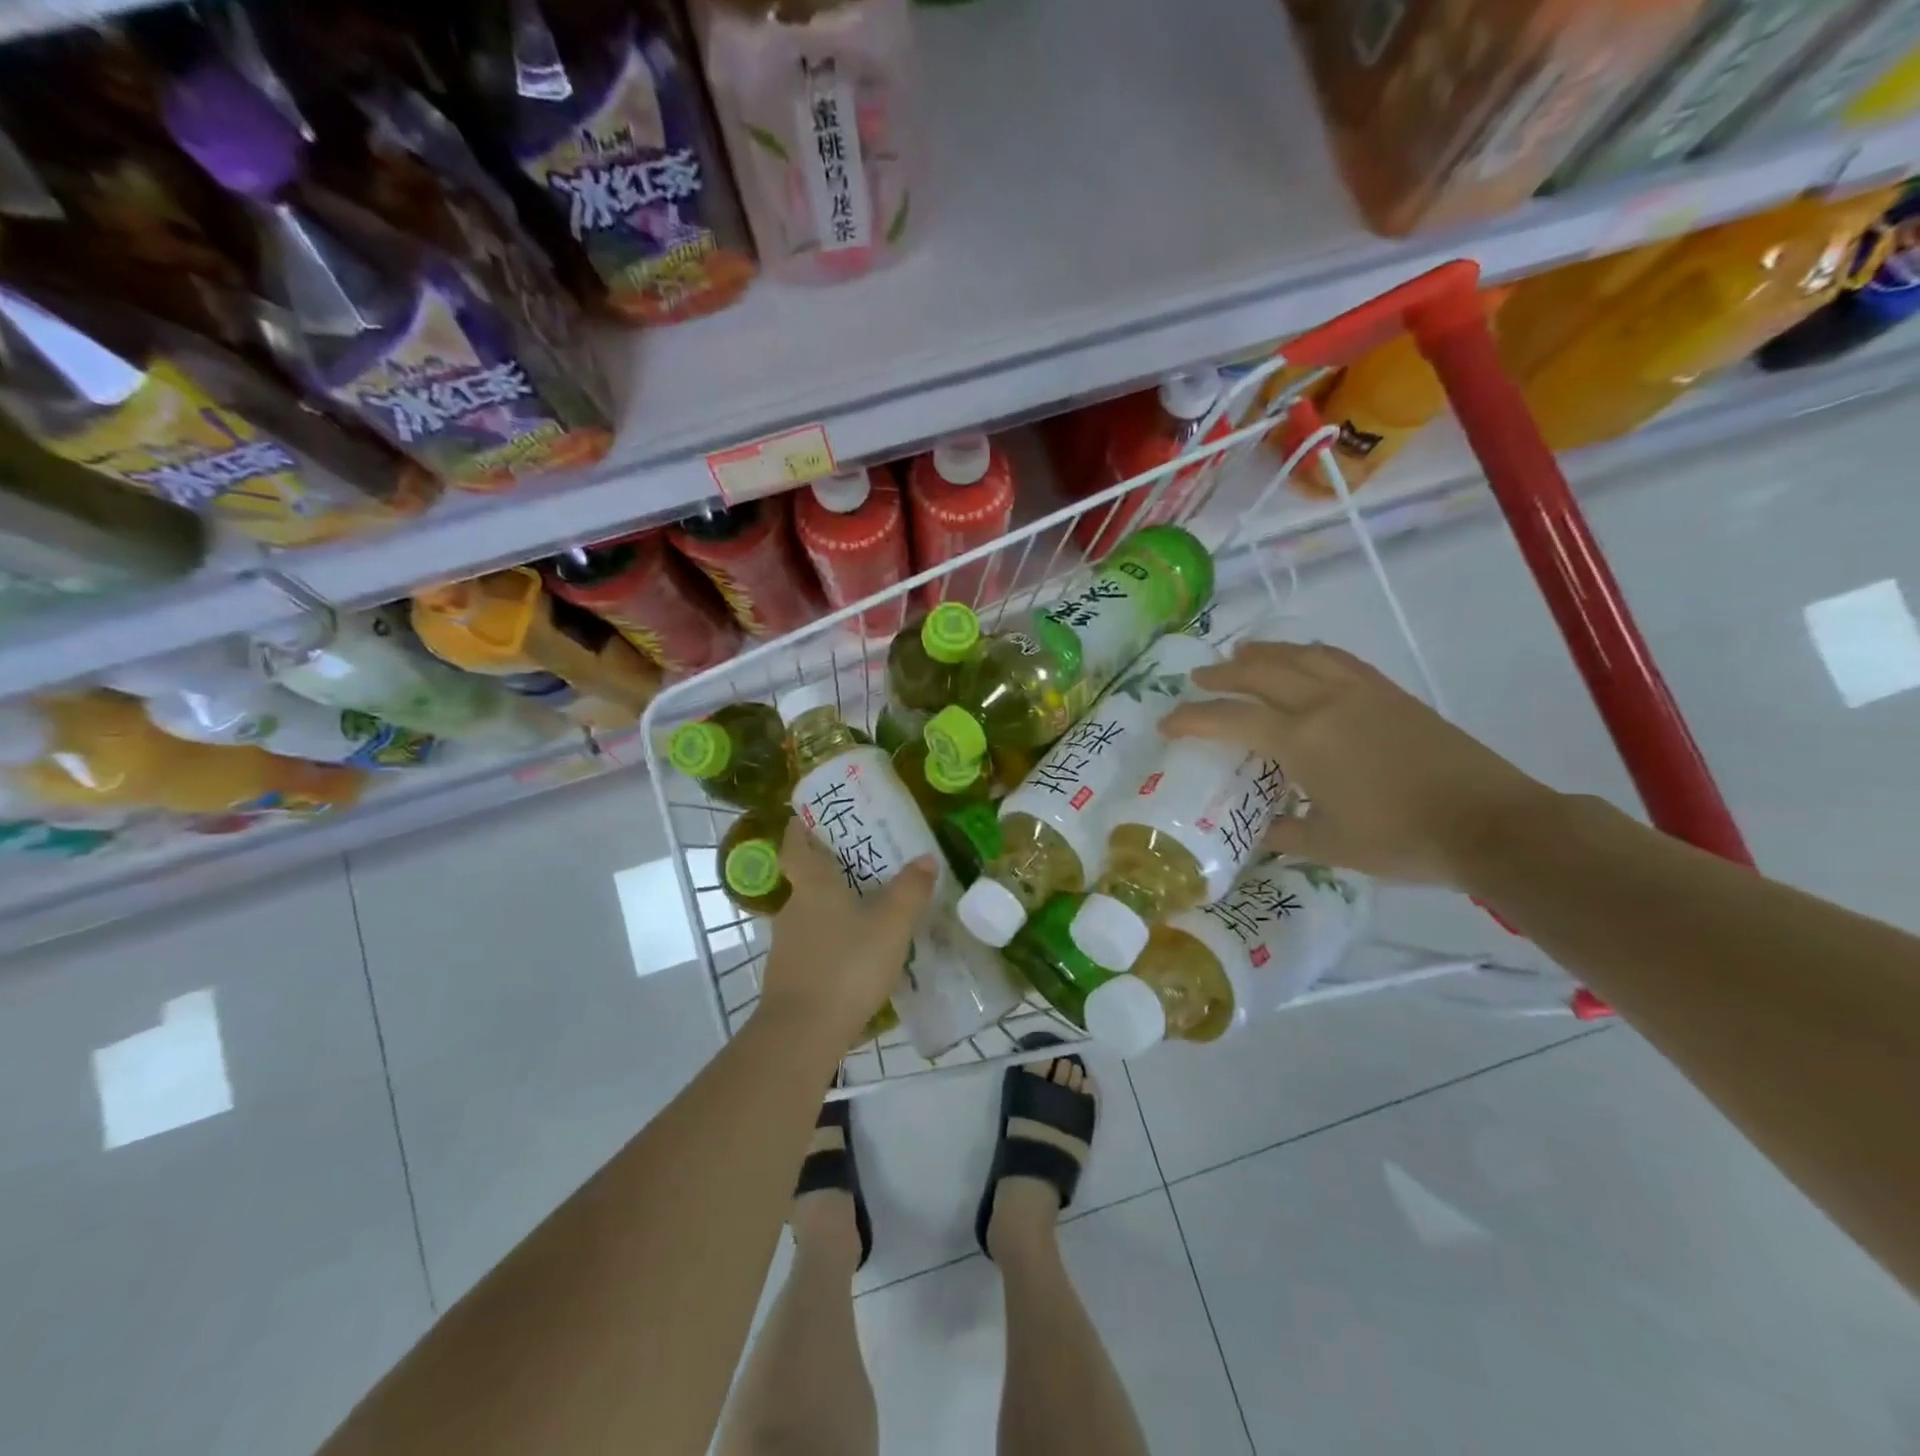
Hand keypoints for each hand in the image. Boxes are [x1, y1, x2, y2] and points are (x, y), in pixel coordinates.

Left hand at [759, 818, 936, 1053]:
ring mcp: (787, 945)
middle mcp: (793, 909)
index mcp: (813, 886)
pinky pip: (814, 946)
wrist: (802, 1033)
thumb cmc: (847, 965)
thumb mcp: (891, 925)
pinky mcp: (790, 976)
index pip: (796, 846)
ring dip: (834, 909)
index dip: (801, 828)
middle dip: (832, 871)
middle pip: (807, 880)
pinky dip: (832, 942)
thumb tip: (925, 858)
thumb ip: (910, 890)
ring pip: (812, 915)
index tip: (807, 816)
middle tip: (865, 865)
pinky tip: (857, 956)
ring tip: (869, 913)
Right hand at [1161, 641, 1556, 884]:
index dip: (1193, 718)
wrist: (1490, 823)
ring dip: (1265, 652)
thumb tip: (1261, 828)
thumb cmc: (1400, 839)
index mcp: (1302, 740)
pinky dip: (1309, 654)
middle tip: (1199, 677)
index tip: (1167, 723)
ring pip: (1300, 656)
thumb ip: (1284, 833)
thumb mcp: (1328, 846)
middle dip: (1223, 673)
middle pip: (1261, 673)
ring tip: (1243, 652)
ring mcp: (1361, 692)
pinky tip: (1305, 659)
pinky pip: (1337, 660)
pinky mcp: (1390, 693)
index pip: (1231, 719)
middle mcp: (1324, 704)